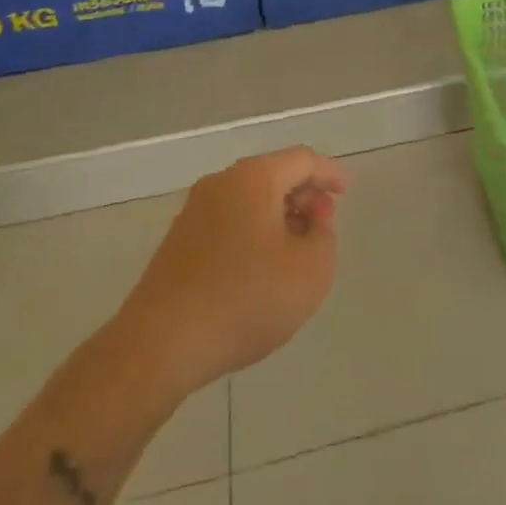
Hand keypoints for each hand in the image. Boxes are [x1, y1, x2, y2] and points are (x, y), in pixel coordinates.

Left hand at [109, 146, 346, 402]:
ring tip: (296, 249)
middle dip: (303, 194)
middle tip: (323, 223)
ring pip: (249, 199)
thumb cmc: (245, 299)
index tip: (345, 192)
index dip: (329, 173)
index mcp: (254, 178)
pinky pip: (228, 221)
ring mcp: (194, 211)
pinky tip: (261, 267)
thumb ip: (324, 236)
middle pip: (273, 174)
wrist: (160, 345)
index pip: (302, 160)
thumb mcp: (310, 271)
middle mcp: (222, 182)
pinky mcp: (178, 241)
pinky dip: (253, 231)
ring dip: (278, 215)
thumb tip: (314, 219)